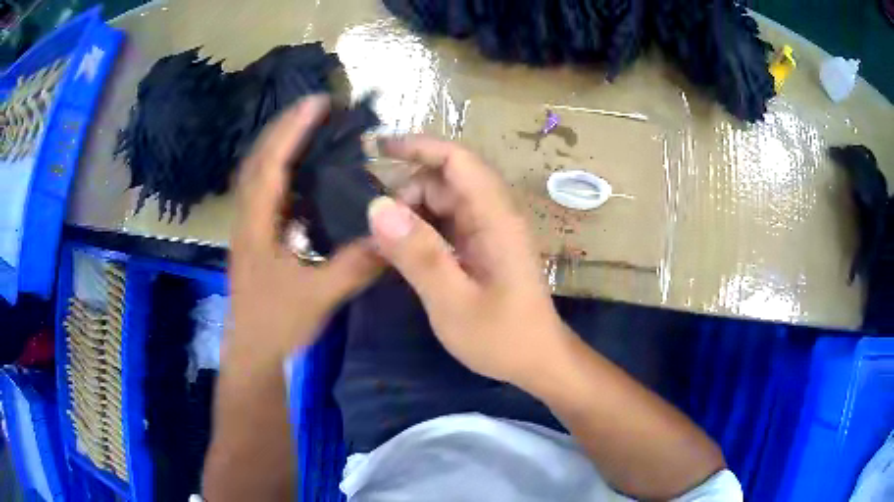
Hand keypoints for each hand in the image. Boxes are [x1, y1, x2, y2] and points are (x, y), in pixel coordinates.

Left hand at [229, 96, 381, 362]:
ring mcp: (249, 228)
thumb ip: (354, 265)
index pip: (271, 165)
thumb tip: (391, 233)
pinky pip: (267, 193)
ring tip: (310, 129)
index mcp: (256, 226)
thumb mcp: (319, 296)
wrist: (252, 354)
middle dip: (284, 128)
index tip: (318, 102)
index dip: (292, 131)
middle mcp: (247, 219)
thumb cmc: (277, 325)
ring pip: (259, 175)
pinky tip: (304, 174)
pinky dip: (283, 172)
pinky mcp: (256, 238)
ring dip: (280, 146)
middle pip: (258, 160)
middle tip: (316, 108)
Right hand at [368, 136, 571, 390]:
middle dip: (406, 194)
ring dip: (410, 215)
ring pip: (441, 203)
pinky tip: (400, 254)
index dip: (419, 146)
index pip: (457, 161)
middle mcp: (492, 215)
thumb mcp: (453, 302)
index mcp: (494, 218)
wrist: (537, 361)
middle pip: (444, 181)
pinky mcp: (481, 248)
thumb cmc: (502, 337)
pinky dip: (419, 231)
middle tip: (376, 231)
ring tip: (382, 245)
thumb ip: (419, 255)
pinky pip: (445, 225)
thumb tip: (377, 207)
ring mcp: (487, 231)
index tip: (377, 147)